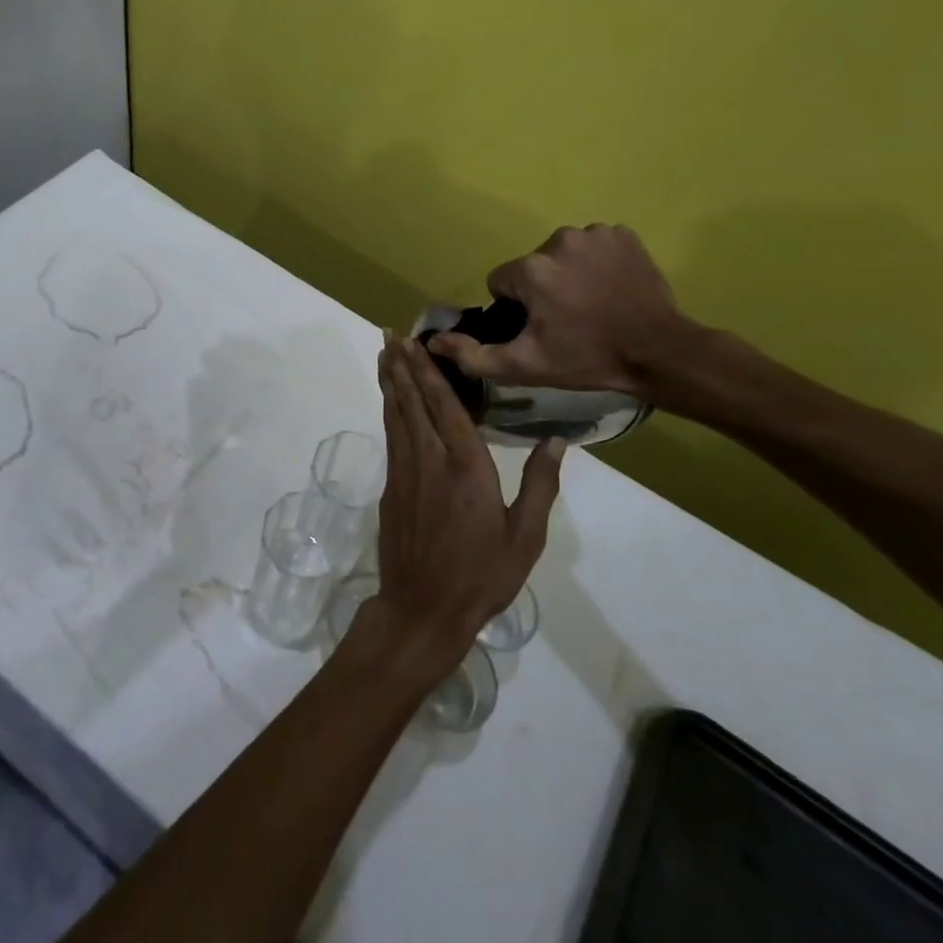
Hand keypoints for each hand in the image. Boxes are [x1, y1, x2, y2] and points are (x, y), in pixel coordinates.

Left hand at [364, 333, 562, 677]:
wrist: (422, 609)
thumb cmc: (482, 575)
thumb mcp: (524, 537)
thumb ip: (539, 485)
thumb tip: (557, 440)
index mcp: (466, 466)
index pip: (445, 405)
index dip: (429, 370)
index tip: (416, 342)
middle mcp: (430, 459)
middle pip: (413, 401)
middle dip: (402, 365)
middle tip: (390, 332)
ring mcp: (404, 472)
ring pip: (396, 414)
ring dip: (391, 381)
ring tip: (384, 352)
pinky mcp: (390, 487)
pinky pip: (391, 436)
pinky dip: (389, 410)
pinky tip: (390, 400)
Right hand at [426, 223, 696, 395]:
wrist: (660, 352)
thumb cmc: (587, 359)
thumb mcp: (525, 366)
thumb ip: (474, 355)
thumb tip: (433, 341)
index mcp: (532, 269)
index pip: (502, 281)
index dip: (516, 307)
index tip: (540, 327)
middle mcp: (559, 239)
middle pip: (533, 265)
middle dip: (542, 288)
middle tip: (567, 320)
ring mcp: (595, 233)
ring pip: (563, 253)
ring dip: (569, 273)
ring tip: (592, 304)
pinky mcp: (623, 234)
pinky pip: (595, 245)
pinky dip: (598, 262)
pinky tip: (612, 287)